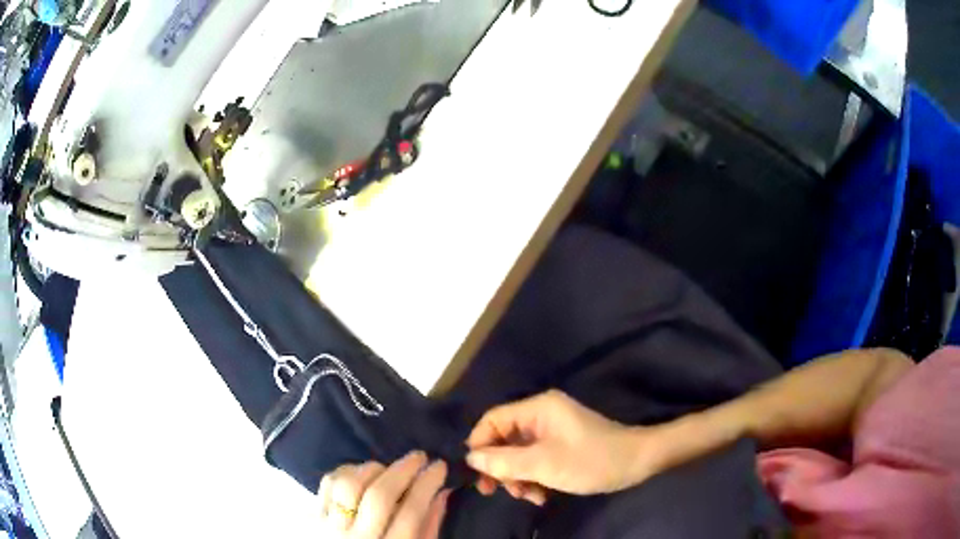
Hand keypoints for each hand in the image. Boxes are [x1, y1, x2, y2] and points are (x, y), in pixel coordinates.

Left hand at [319, 452, 450, 537]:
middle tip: (420, 455)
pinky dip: (347, 471)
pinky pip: (328, 483)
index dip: (427, 485)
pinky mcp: (310, 516)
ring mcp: (328, 527)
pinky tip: (361, 474)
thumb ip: (427, 527)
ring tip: (388, 468)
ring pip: (349, 485)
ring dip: (373, 469)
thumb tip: (441, 491)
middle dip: (403, 470)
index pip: (410, 514)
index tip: (439, 466)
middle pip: (379, 497)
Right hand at [467, 390, 665, 501]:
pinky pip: (535, 460)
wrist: (637, 463)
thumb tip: (470, 457)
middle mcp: (541, 415)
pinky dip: (533, 478)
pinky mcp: (561, 445)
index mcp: (537, 409)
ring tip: (529, 497)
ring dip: (518, 477)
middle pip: (504, 439)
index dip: (480, 445)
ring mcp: (552, 431)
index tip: (477, 474)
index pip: (493, 420)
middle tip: (499, 492)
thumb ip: (504, 461)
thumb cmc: (591, 460)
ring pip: (518, 453)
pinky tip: (541, 496)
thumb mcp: (545, 464)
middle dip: (502, 467)